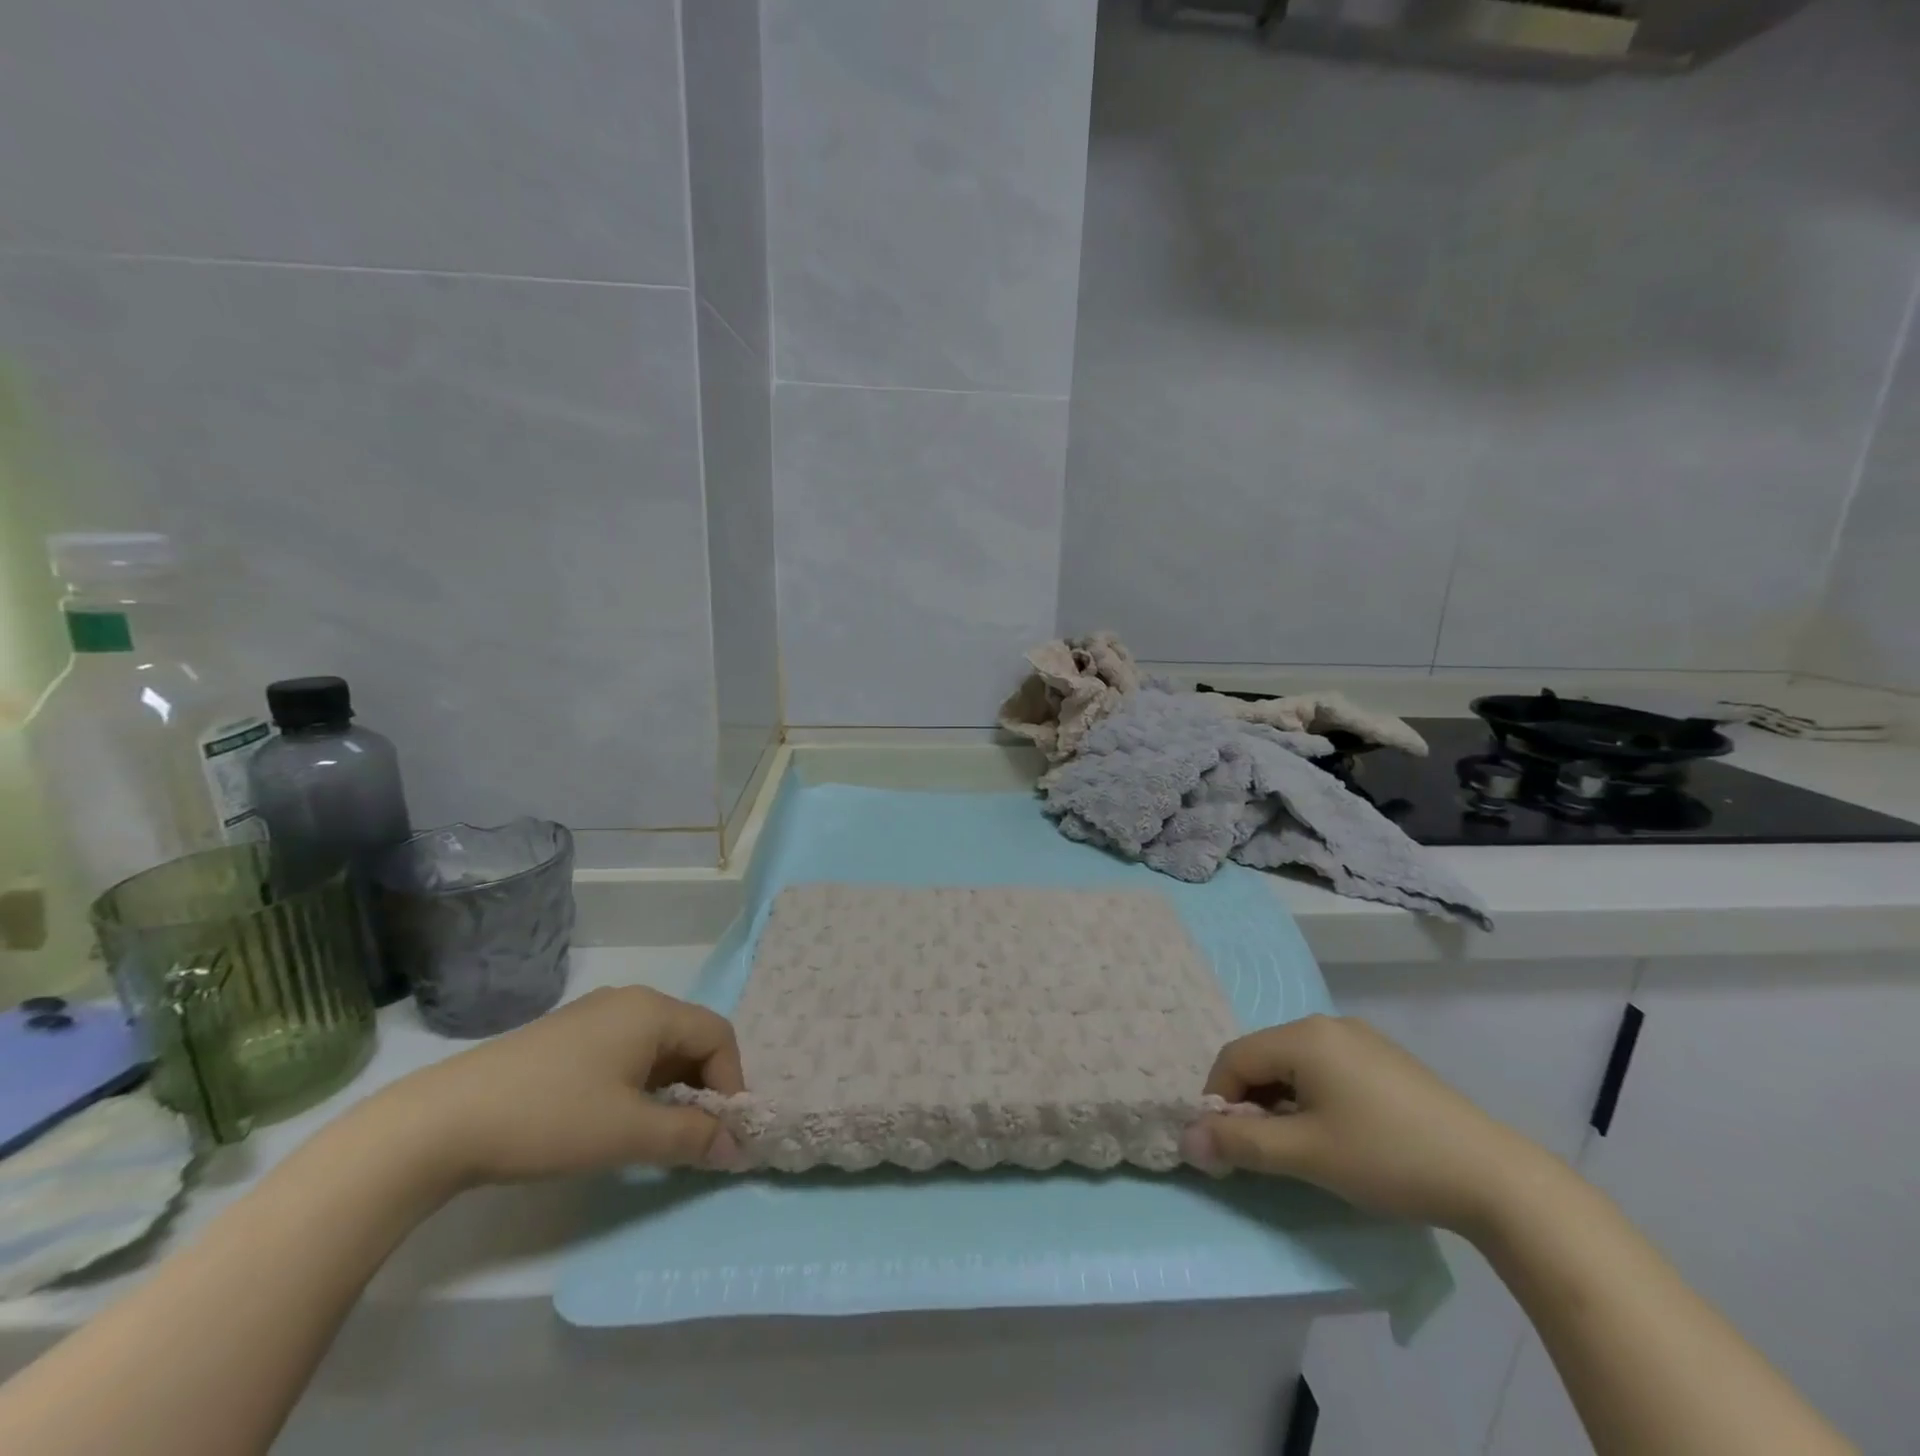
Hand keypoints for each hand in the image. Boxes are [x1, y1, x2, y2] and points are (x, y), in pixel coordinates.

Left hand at [373, 986, 747, 1187]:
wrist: (440, 1123)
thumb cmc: (550, 1118)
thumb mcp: (628, 1133)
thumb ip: (691, 1137)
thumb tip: (739, 1147)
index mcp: (653, 1010)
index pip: (718, 1035)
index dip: (731, 1082)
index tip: (721, 1133)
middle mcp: (630, 1001)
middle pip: (690, 1038)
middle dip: (701, 1087)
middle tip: (692, 1137)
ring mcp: (594, 1016)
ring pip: (656, 1048)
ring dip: (670, 1089)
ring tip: (655, 1134)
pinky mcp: (566, 1037)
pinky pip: (625, 1052)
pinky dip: (639, 1084)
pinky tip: (614, 1119)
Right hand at [1182, 1014, 1555, 1234]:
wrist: (1493, 1178)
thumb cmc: (1386, 1157)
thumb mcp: (1305, 1154)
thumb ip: (1240, 1143)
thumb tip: (1187, 1139)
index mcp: (1303, 1035)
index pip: (1234, 1057)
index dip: (1218, 1100)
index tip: (1225, 1147)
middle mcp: (1327, 1024)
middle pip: (1264, 1057)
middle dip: (1251, 1102)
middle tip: (1261, 1151)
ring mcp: (1361, 1039)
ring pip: (1295, 1064)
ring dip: (1281, 1102)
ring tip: (1300, 1147)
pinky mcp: (1385, 1060)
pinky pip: (1327, 1069)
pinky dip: (1313, 1097)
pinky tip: (1337, 1134)